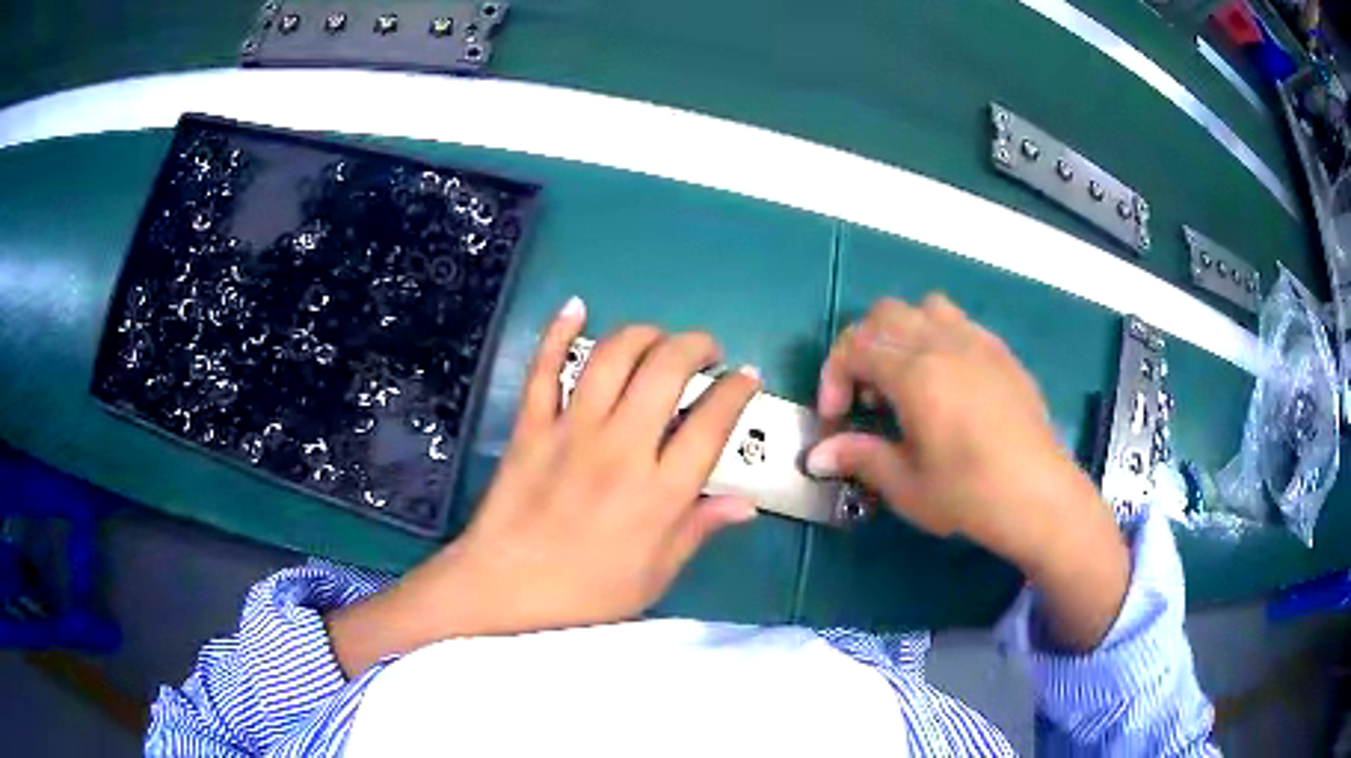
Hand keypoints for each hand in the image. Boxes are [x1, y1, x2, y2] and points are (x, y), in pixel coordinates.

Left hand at [329, 298, 760, 673]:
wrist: (503, 588)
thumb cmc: (586, 592)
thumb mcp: (655, 575)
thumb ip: (699, 530)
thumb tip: (746, 503)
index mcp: (659, 492)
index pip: (712, 423)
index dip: (737, 391)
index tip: (747, 378)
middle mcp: (620, 448)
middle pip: (667, 371)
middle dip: (696, 346)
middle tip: (708, 351)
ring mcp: (571, 431)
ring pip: (612, 358)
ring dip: (644, 334)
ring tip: (660, 337)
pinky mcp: (531, 425)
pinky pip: (544, 368)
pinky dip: (558, 332)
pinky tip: (576, 307)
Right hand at [807, 295, 1127, 648]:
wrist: (1038, 495)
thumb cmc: (969, 494)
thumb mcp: (906, 485)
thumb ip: (859, 457)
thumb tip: (816, 456)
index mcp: (915, 373)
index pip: (854, 347)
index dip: (833, 377)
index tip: (835, 418)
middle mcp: (943, 343)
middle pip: (884, 315)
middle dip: (862, 348)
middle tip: (867, 396)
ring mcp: (977, 342)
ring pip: (924, 308)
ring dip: (902, 333)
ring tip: (907, 378)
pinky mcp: (1001, 353)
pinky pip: (960, 323)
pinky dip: (938, 338)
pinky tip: (948, 383)